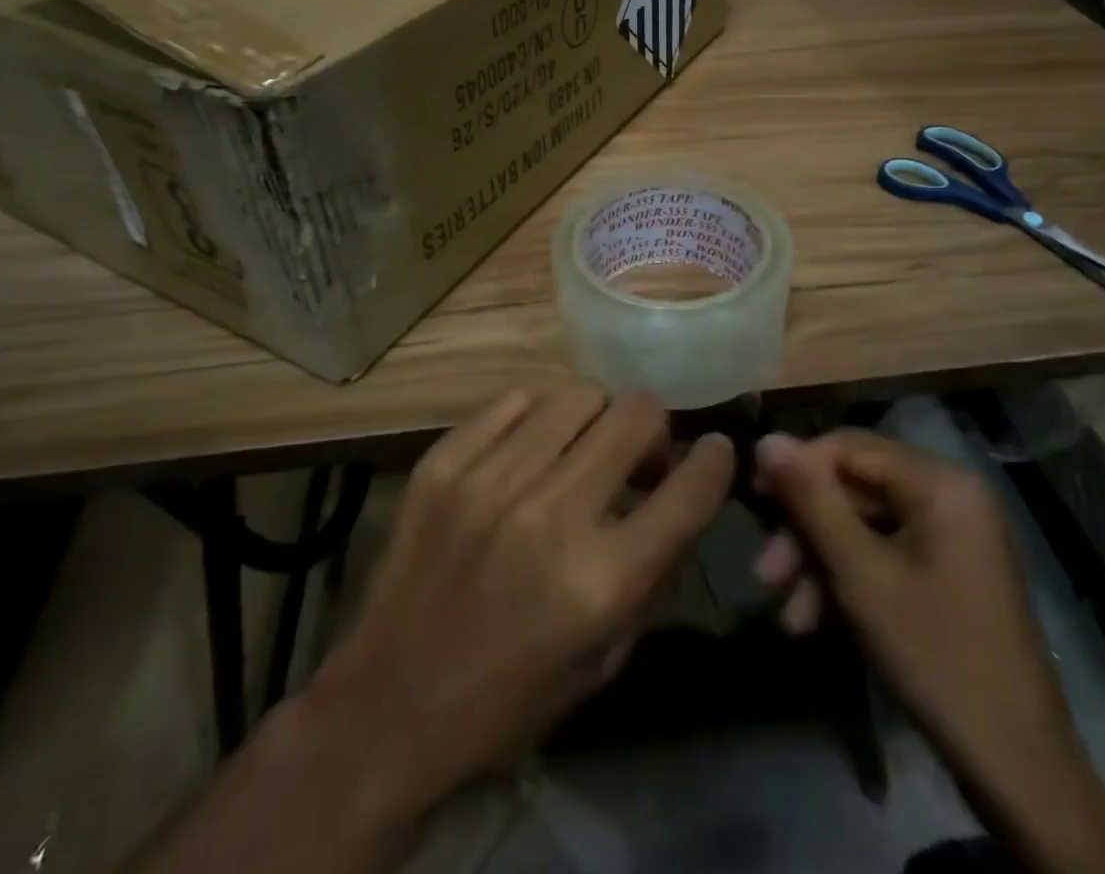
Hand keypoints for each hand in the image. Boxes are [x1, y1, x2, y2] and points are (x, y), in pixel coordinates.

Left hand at [307, 387, 733, 831]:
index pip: (687, 489)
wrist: (389, 708)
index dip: (714, 459)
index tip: (715, 448)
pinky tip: (528, 449)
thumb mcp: (605, 658)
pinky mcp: (442, 464)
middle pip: (634, 415)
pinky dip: (535, 419)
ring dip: (595, 418)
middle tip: (638, 454)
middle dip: (653, 427)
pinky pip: (512, 402)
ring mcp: (490, 480)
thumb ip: (651, 571)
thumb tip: (677, 495)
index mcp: (601, 580)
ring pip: (576, 395)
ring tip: (582, 447)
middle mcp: (551, 515)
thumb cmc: (510, 699)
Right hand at [752, 430, 1104, 873]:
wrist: (1017, 768)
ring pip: (864, 526)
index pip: (849, 448)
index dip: (797, 468)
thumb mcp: (860, 574)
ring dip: (820, 563)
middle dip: (806, 531)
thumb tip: (766, 439)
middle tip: (764, 571)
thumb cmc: (936, 656)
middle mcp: (950, 495)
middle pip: (854, 489)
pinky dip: (848, 580)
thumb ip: (811, 501)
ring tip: (786, 612)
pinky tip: (814, 621)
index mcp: (941, 483)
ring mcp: (952, 534)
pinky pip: (884, 553)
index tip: (752, 497)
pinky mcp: (947, 569)